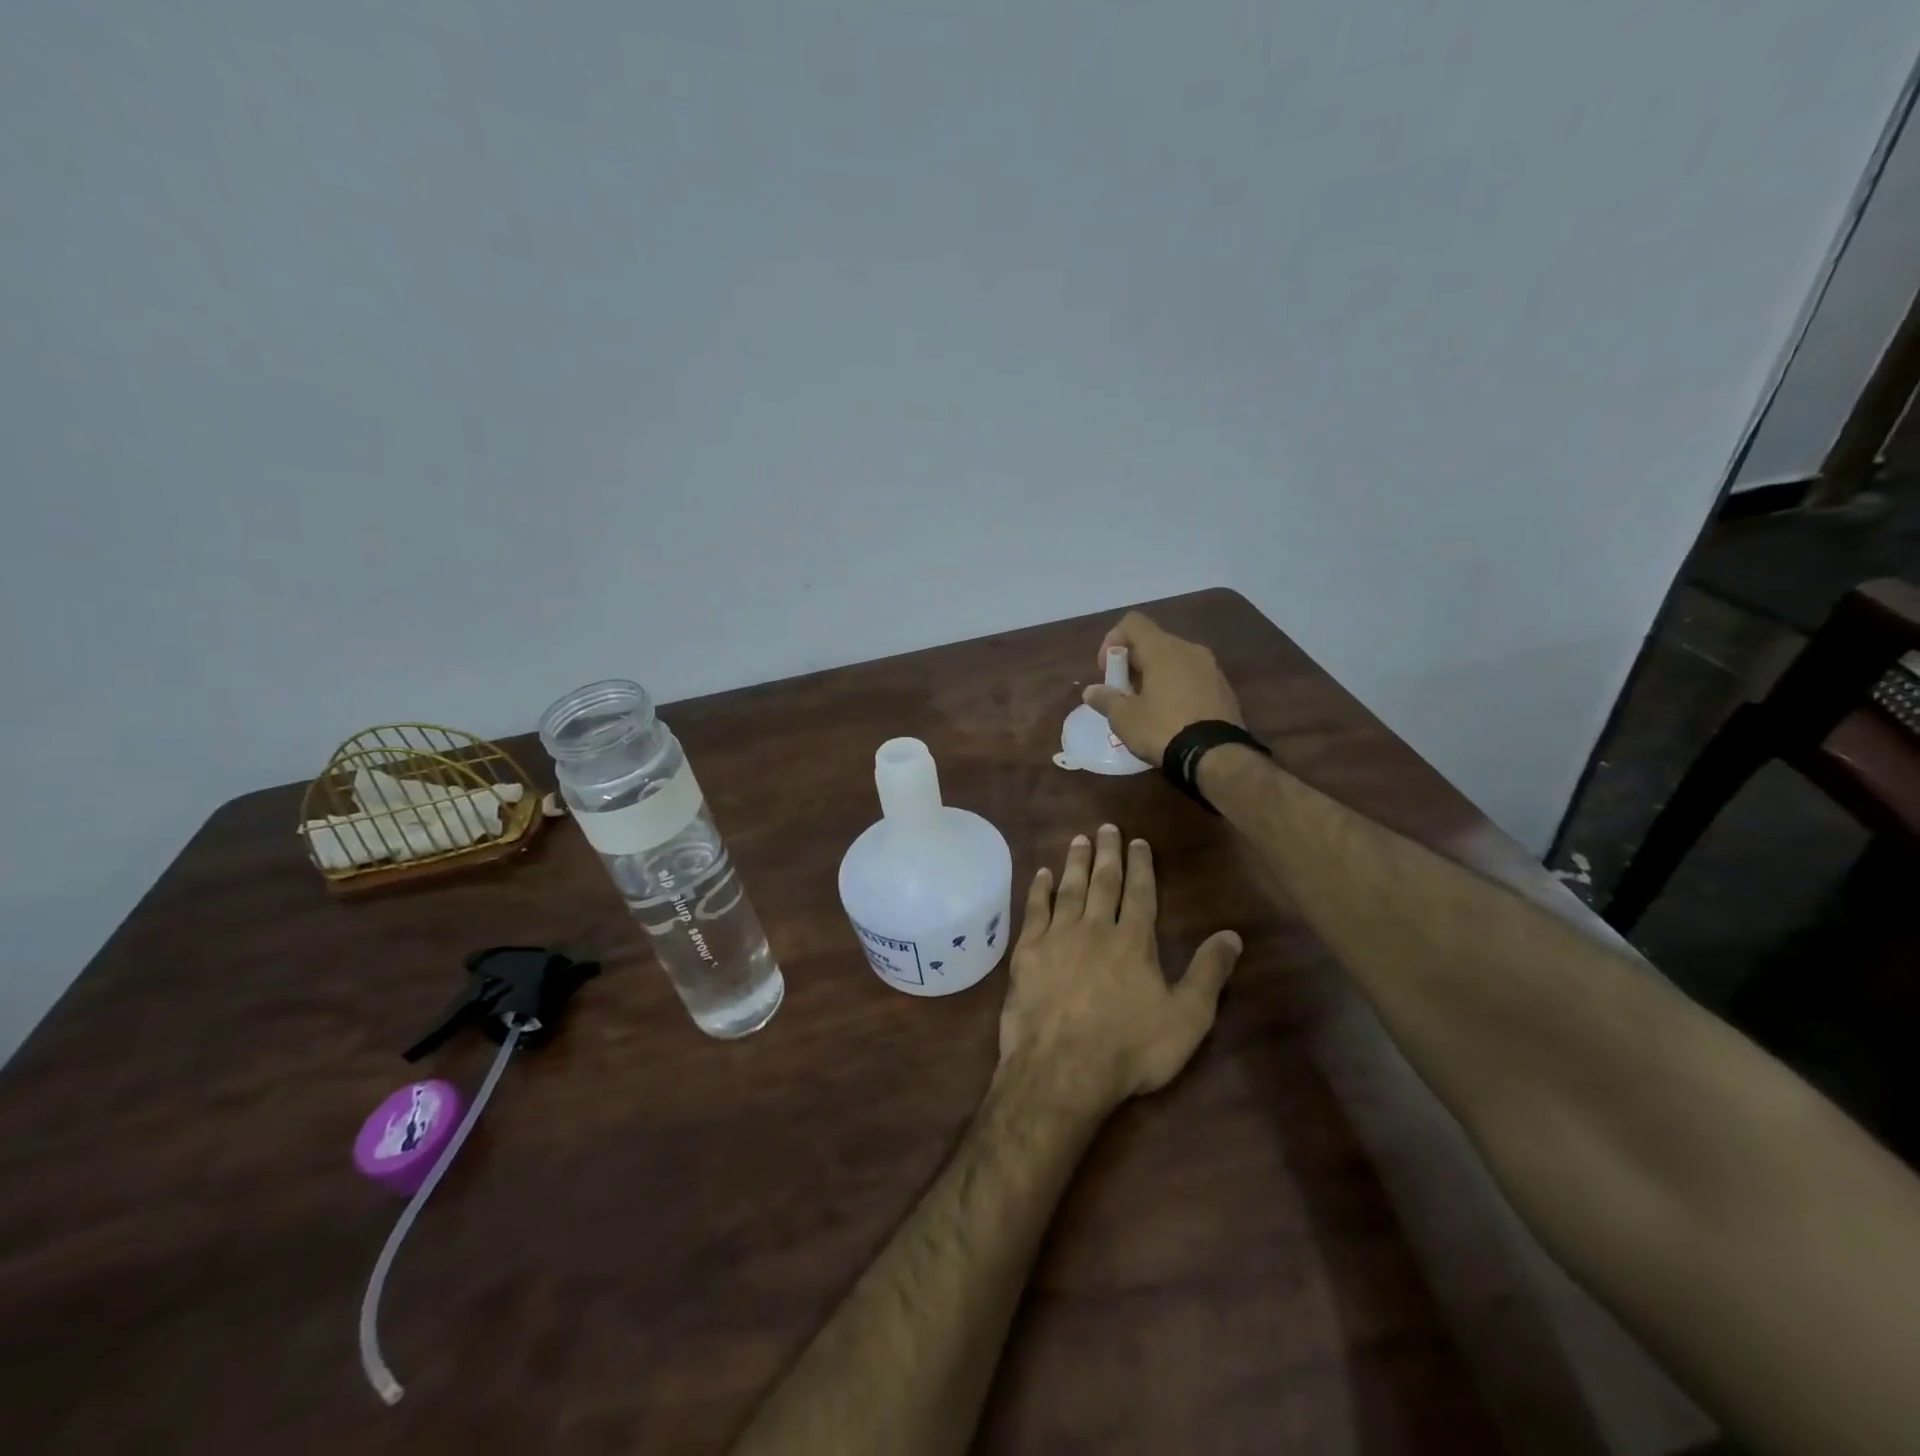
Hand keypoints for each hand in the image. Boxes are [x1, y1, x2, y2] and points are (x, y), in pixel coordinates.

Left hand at [998, 825, 1241, 1112]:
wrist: (1061, 1068)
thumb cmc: (1129, 1049)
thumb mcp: (1186, 1018)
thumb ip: (1209, 974)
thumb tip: (1232, 935)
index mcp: (1134, 942)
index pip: (1140, 893)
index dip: (1141, 865)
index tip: (1138, 841)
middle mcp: (1095, 929)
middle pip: (1103, 882)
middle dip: (1107, 853)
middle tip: (1106, 827)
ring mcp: (1057, 938)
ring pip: (1069, 890)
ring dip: (1075, 863)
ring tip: (1078, 839)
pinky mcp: (1027, 952)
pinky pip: (1034, 911)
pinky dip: (1039, 890)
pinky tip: (1042, 874)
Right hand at [1081, 612, 1243, 767]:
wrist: (1217, 755)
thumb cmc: (1163, 729)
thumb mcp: (1124, 718)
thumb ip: (1105, 699)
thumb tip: (1091, 691)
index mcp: (1163, 649)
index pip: (1132, 623)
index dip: (1112, 641)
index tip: (1107, 671)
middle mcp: (1189, 649)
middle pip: (1153, 642)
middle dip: (1132, 663)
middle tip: (1123, 693)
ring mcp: (1211, 667)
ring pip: (1174, 659)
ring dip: (1155, 675)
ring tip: (1147, 706)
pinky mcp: (1224, 688)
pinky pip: (1192, 676)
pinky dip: (1177, 686)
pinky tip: (1172, 715)